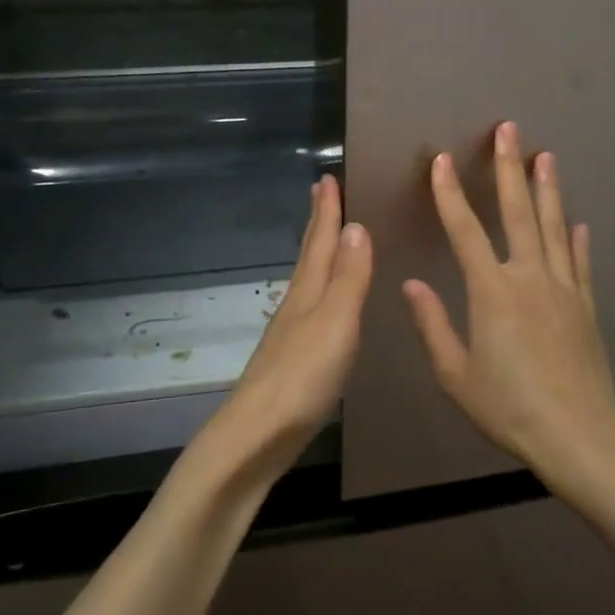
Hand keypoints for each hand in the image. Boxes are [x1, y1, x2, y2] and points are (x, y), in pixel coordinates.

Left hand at [197, 174, 371, 484]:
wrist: (257, 436)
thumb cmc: (301, 377)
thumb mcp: (335, 322)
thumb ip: (348, 278)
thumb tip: (356, 226)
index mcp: (307, 293)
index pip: (319, 242)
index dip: (326, 211)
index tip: (326, 178)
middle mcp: (296, 306)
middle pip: (308, 256)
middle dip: (318, 224)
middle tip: (322, 194)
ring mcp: (291, 334)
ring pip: (308, 281)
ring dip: (319, 255)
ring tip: (329, 241)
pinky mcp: (293, 361)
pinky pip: (311, 310)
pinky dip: (321, 292)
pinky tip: (324, 305)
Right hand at [403, 122, 614, 487]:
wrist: (578, 435)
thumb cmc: (508, 406)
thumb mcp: (455, 374)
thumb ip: (433, 325)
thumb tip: (411, 285)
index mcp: (492, 291)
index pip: (465, 231)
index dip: (450, 194)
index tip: (441, 160)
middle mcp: (529, 278)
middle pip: (518, 213)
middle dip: (510, 168)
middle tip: (509, 130)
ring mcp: (563, 289)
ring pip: (553, 227)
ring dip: (548, 190)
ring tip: (546, 156)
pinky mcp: (585, 307)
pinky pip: (579, 264)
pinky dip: (576, 240)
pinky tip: (577, 223)